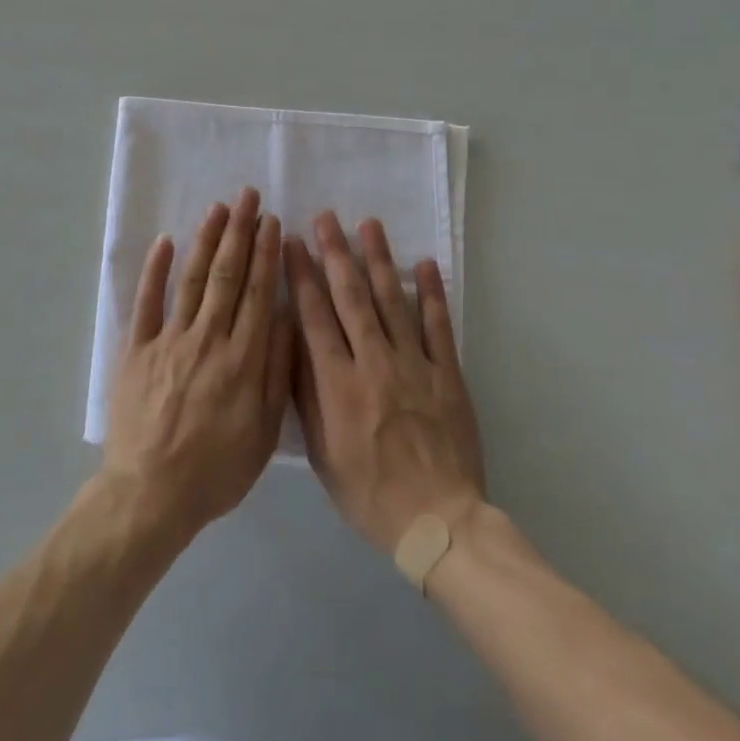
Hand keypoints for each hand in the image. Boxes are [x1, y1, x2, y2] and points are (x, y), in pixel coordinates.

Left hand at [103, 187, 293, 541]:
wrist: (151, 493)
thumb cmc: (215, 470)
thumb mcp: (263, 432)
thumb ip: (276, 372)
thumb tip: (285, 317)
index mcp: (243, 359)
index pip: (258, 293)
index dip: (266, 254)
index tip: (272, 221)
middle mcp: (208, 338)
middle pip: (227, 275)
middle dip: (240, 232)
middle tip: (247, 196)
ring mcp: (169, 340)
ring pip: (192, 279)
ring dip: (206, 240)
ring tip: (218, 208)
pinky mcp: (136, 349)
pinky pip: (146, 302)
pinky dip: (155, 270)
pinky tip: (165, 242)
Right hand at [286, 212, 485, 554]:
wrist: (439, 522)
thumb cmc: (369, 492)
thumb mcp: (321, 452)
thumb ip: (306, 395)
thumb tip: (292, 343)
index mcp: (338, 383)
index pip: (314, 316)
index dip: (301, 276)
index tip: (292, 243)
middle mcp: (374, 363)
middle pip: (351, 297)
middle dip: (336, 254)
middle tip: (325, 218)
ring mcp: (415, 364)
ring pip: (392, 301)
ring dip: (379, 260)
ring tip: (368, 225)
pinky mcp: (447, 374)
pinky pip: (438, 326)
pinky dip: (431, 293)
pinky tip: (424, 264)